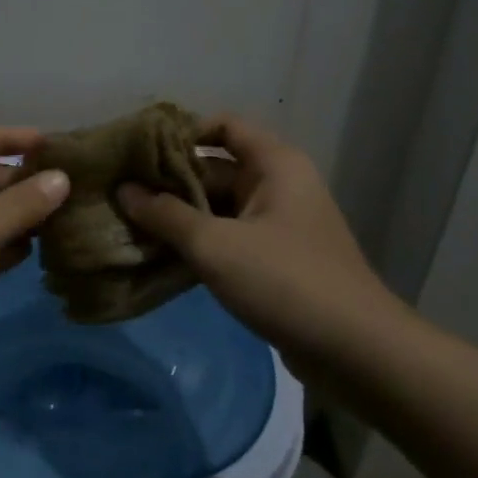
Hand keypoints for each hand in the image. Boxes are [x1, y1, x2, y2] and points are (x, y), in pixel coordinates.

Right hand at [117, 114, 401, 354]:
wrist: (355, 351)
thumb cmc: (285, 281)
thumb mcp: (215, 245)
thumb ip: (165, 215)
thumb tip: (124, 190)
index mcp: (275, 164)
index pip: (224, 126)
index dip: (182, 133)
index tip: (140, 154)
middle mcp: (279, 185)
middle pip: (216, 168)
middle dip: (170, 181)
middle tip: (122, 193)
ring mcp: (278, 224)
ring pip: (219, 207)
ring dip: (179, 215)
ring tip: (130, 224)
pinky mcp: (275, 259)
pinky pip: (228, 237)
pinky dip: (198, 242)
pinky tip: (160, 256)